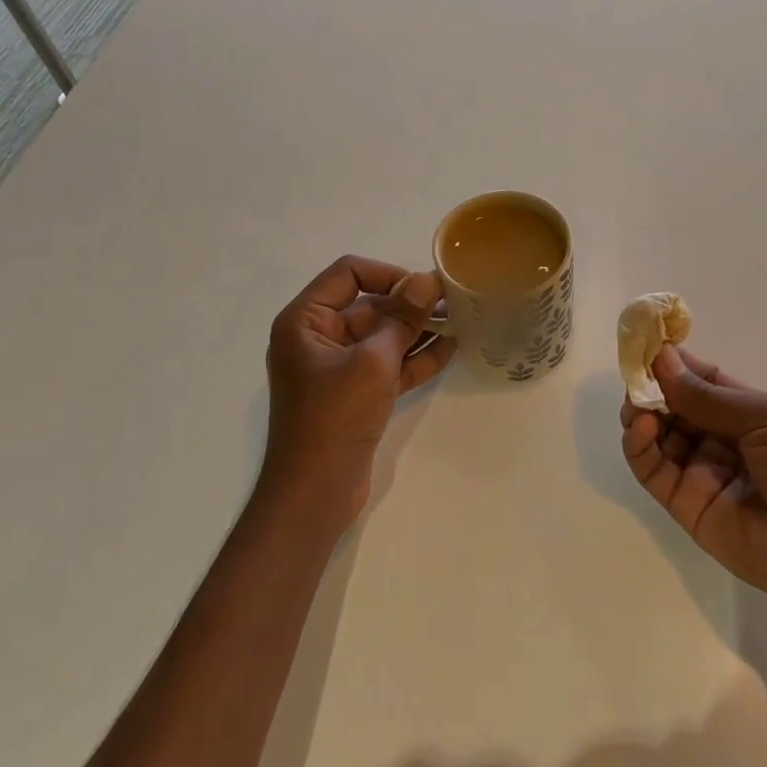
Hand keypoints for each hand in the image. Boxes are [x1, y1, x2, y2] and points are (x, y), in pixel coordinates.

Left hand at [260, 255, 455, 538]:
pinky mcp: (355, 395)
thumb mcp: (372, 361)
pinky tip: (450, 349)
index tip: (425, 287)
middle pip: (368, 305)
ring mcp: (337, 369)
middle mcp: (317, 338)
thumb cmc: (335, 416)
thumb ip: (402, 319)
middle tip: (454, 302)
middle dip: (410, 304)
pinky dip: (414, 358)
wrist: (315, 492)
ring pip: (382, 337)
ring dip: (417, 330)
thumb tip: (426, 280)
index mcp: (305, 321)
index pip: (348, 274)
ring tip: (461, 321)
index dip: (388, 274)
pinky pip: (387, 365)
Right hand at [619, 345, 766, 612]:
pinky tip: (643, 427)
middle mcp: (720, 439)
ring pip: (658, 436)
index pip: (702, 381)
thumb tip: (661, 359)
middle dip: (653, 387)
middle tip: (634, 374)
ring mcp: (700, 472)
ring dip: (642, 413)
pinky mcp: (683, 504)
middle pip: (675, 406)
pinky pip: (652, 470)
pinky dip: (640, 445)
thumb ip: (707, 395)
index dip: (675, 363)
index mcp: (748, 413)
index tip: (646, 342)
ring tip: (636, 402)